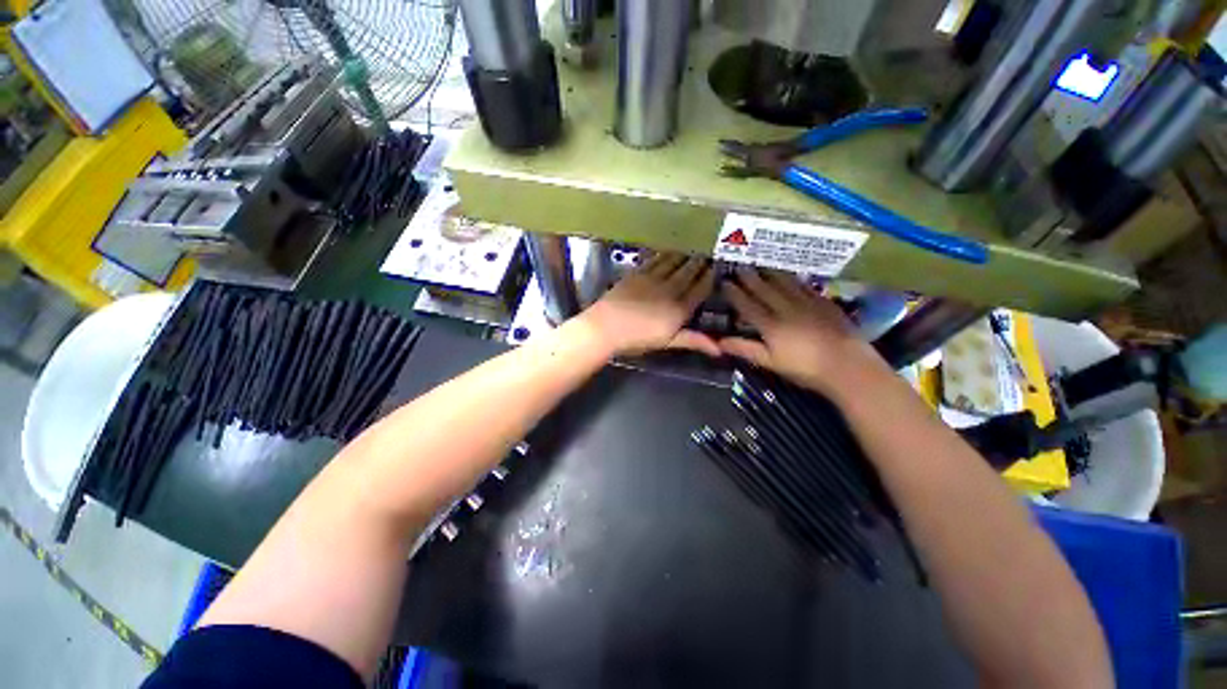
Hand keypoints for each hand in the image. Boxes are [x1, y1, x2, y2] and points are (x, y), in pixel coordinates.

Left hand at [578, 253, 718, 356]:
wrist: (606, 327)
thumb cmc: (637, 340)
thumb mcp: (667, 342)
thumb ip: (693, 340)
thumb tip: (719, 349)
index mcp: (679, 309)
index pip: (700, 289)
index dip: (709, 278)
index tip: (716, 268)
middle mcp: (670, 290)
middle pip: (688, 272)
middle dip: (699, 262)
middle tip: (708, 253)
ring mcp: (653, 279)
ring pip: (674, 262)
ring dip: (685, 255)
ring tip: (693, 248)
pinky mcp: (637, 273)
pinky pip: (656, 259)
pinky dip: (665, 254)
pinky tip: (669, 250)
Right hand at [719, 268, 884, 394]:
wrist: (848, 365)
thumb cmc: (805, 369)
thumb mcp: (770, 362)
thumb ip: (745, 349)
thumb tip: (719, 342)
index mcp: (771, 325)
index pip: (747, 305)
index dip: (735, 293)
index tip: (724, 282)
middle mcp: (786, 309)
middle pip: (764, 290)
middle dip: (749, 278)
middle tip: (739, 266)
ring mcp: (807, 303)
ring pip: (784, 283)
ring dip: (769, 273)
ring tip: (760, 265)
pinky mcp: (823, 302)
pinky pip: (803, 285)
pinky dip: (792, 278)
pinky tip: (789, 275)